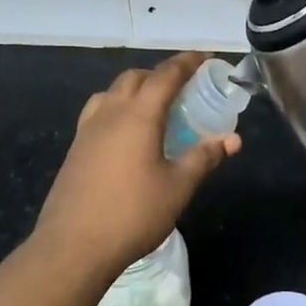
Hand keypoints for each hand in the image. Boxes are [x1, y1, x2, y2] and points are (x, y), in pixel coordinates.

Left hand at [33, 52, 241, 278]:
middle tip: (183, 88)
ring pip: (112, 92)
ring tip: (154, 108)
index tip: (205, 58)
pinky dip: (118, 108)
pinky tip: (126, 134)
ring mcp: (87, 130)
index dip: (187, 62)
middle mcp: (110, 113)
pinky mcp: (75, 149)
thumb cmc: (133, 214)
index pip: (166, 75)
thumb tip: (232, 139)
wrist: (73, 247)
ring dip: (135, 89)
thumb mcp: (178, 187)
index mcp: (138, 115)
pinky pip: (99, 112)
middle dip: (160, 74)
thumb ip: (205, 157)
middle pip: (135, 77)